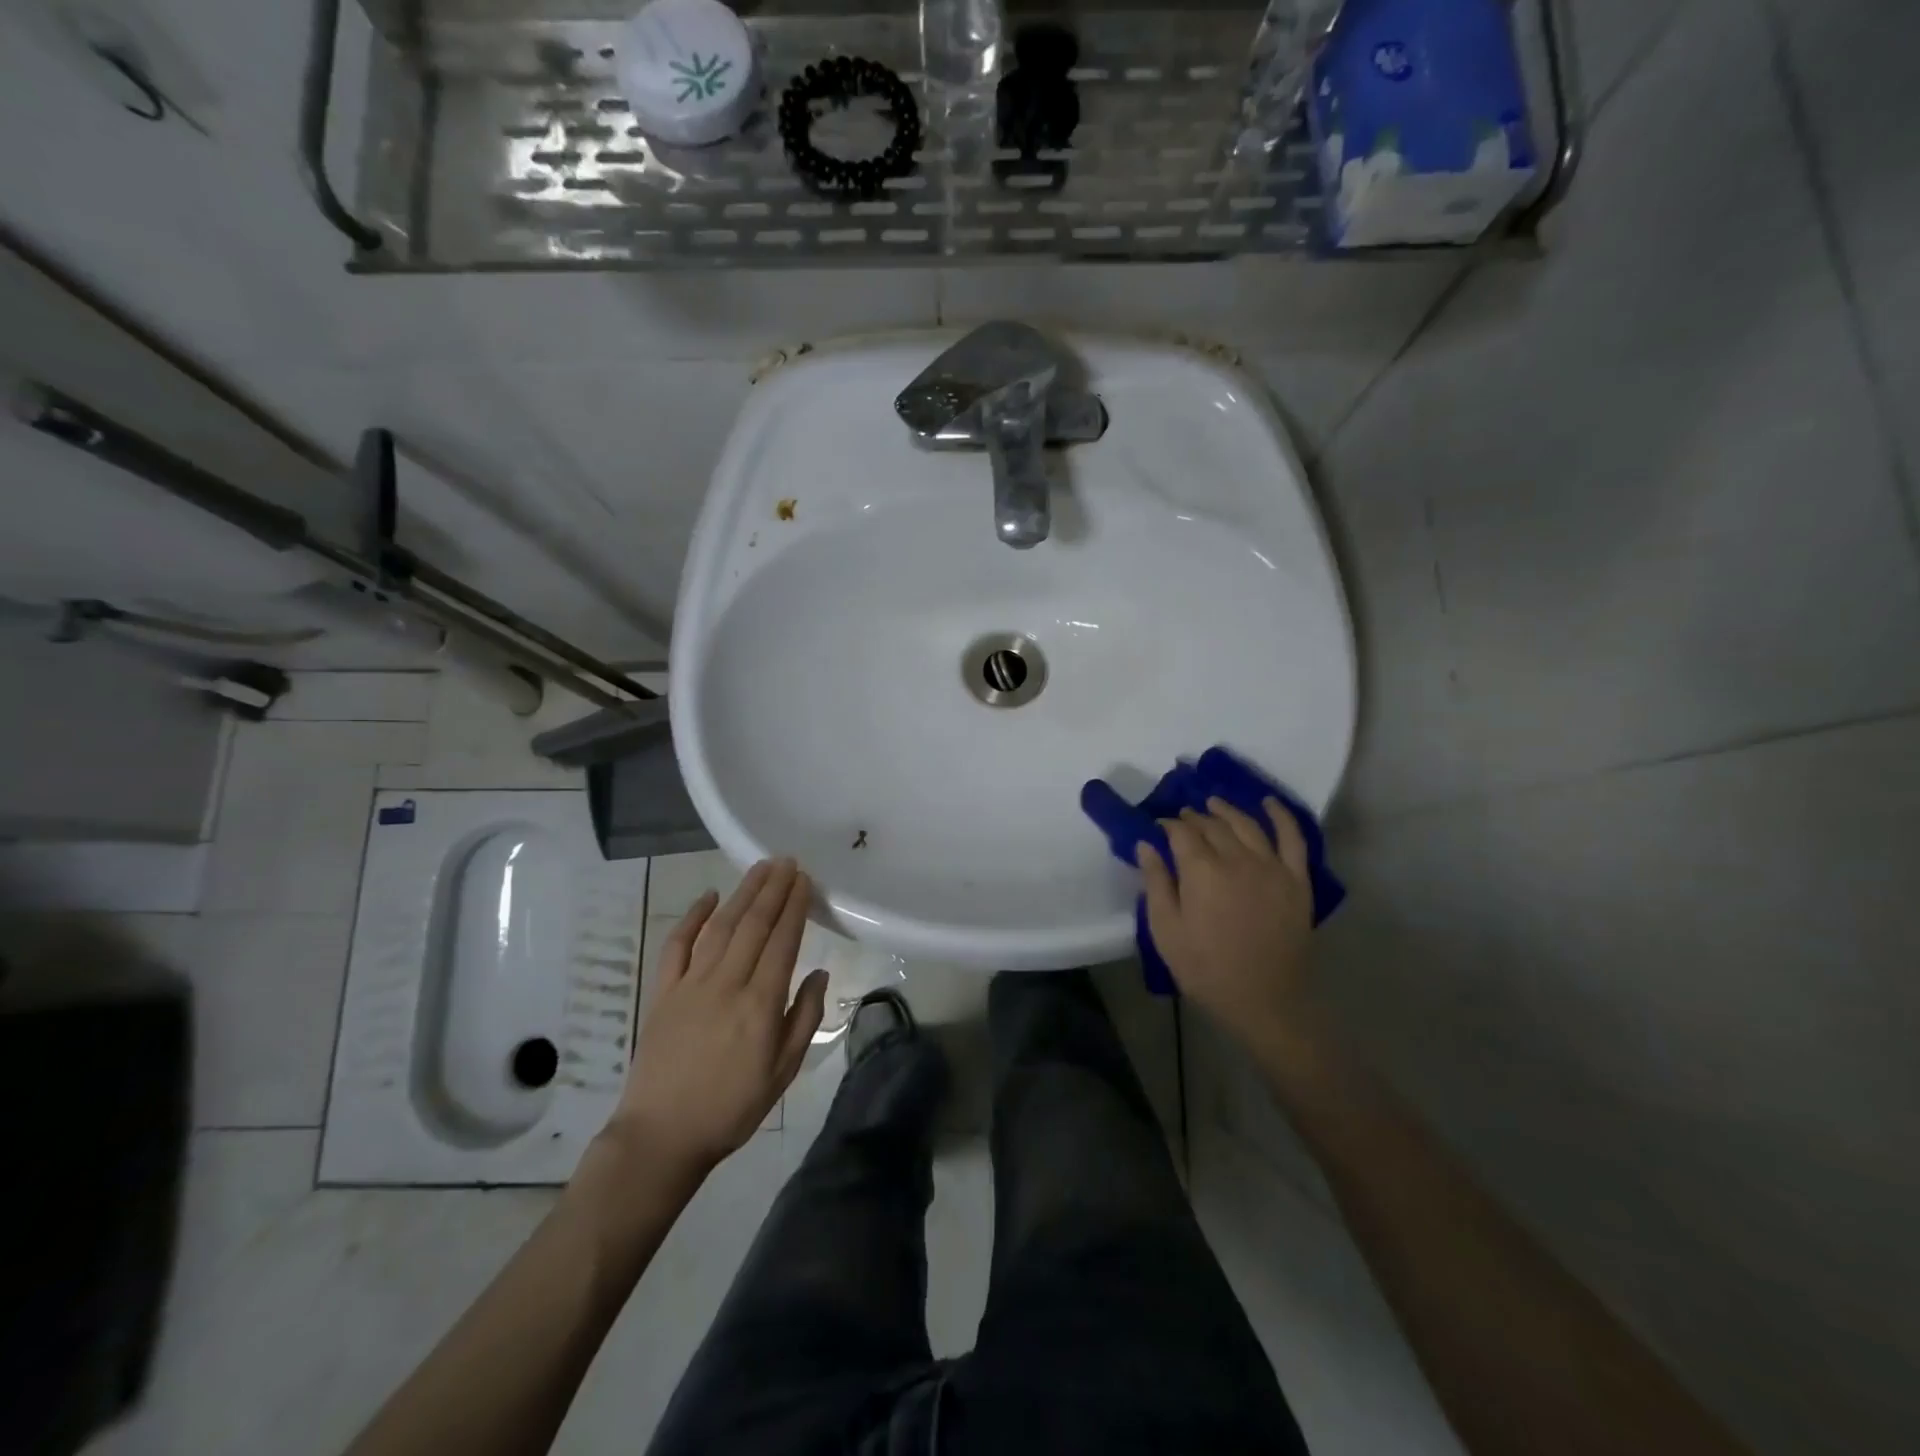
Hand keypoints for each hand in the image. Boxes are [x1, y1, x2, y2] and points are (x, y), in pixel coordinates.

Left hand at [605, 858, 828, 1181]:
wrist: (662, 1136)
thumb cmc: (731, 1107)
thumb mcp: (783, 1071)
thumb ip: (805, 1017)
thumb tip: (820, 972)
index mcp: (760, 1003)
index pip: (782, 941)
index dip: (794, 906)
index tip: (804, 879)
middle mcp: (727, 983)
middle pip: (753, 924)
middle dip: (773, 889)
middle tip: (787, 861)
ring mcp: (690, 984)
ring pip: (721, 926)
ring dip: (742, 893)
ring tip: (760, 868)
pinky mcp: (662, 992)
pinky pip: (677, 945)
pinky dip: (692, 917)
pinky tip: (708, 897)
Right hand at [1137, 798, 1317, 1059]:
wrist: (1266, 1002)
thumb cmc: (1206, 970)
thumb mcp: (1166, 931)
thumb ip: (1155, 883)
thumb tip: (1146, 844)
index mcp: (1202, 871)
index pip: (1181, 833)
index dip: (1167, 826)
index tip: (1157, 828)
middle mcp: (1238, 858)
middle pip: (1212, 825)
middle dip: (1193, 818)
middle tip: (1181, 819)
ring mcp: (1272, 866)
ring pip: (1246, 824)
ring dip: (1226, 810)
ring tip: (1213, 804)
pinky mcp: (1296, 879)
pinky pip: (1292, 837)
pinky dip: (1280, 815)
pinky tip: (1267, 803)